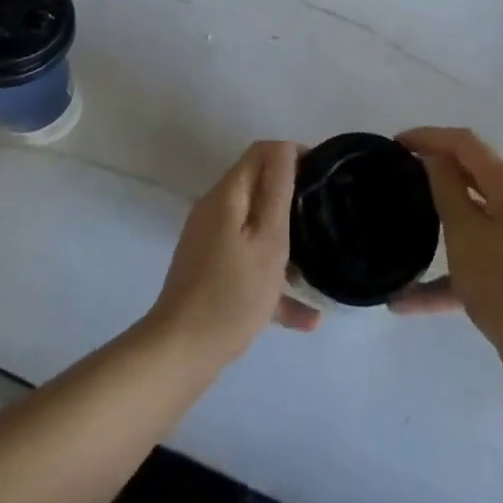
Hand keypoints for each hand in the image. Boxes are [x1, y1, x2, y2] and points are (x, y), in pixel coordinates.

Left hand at [147, 141, 320, 370]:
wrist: (180, 354)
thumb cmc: (232, 293)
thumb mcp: (268, 239)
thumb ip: (278, 190)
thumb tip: (285, 148)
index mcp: (227, 195)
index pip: (261, 152)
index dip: (292, 154)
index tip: (321, 175)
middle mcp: (214, 211)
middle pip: (258, 187)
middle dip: (291, 197)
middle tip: (322, 216)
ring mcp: (209, 243)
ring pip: (255, 228)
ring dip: (284, 242)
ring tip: (317, 264)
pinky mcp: (209, 273)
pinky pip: (247, 263)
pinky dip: (272, 279)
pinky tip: (306, 318)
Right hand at [392, 127, 502, 397]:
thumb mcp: (465, 232)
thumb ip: (447, 188)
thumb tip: (435, 157)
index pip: (465, 143)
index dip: (430, 136)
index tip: (396, 143)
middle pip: (471, 174)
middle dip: (434, 170)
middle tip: (398, 173)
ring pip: (471, 218)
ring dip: (438, 221)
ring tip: (403, 220)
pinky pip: (475, 261)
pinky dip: (446, 274)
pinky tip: (406, 301)